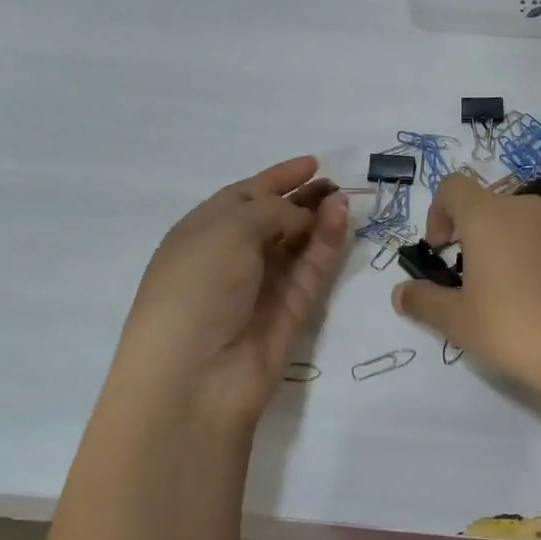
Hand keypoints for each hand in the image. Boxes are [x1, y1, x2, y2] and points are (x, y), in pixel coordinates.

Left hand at [105, 156, 349, 426]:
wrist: (195, 376)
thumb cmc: (196, 288)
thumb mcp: (228, 230)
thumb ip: (273, 211)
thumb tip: (304, 217)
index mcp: (202, 233)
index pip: (244, 196)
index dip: (277, 178)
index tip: (312, 163)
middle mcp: (232, 257)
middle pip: (275, 219)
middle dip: (304, 198)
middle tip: (336, 183)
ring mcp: (264, 285)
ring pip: (299, 244)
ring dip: (320, 218)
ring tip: (344, 197)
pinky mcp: (292, 310)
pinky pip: (313, 269)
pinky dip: (328, 244)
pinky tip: (342, 219)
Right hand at [391, 172, 540, 397]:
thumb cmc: (513, 327)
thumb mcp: (458, 321)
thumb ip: (423, 301)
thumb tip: (401, 293)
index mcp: (488, 216)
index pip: (453, 187)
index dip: (438, 213)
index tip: (440, 250)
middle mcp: (526, 208)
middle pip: (488, 206)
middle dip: (472, 234)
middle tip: (470, 278)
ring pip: (522, 222)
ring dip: (506, 244)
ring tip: (508, 290)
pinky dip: (537, 255)